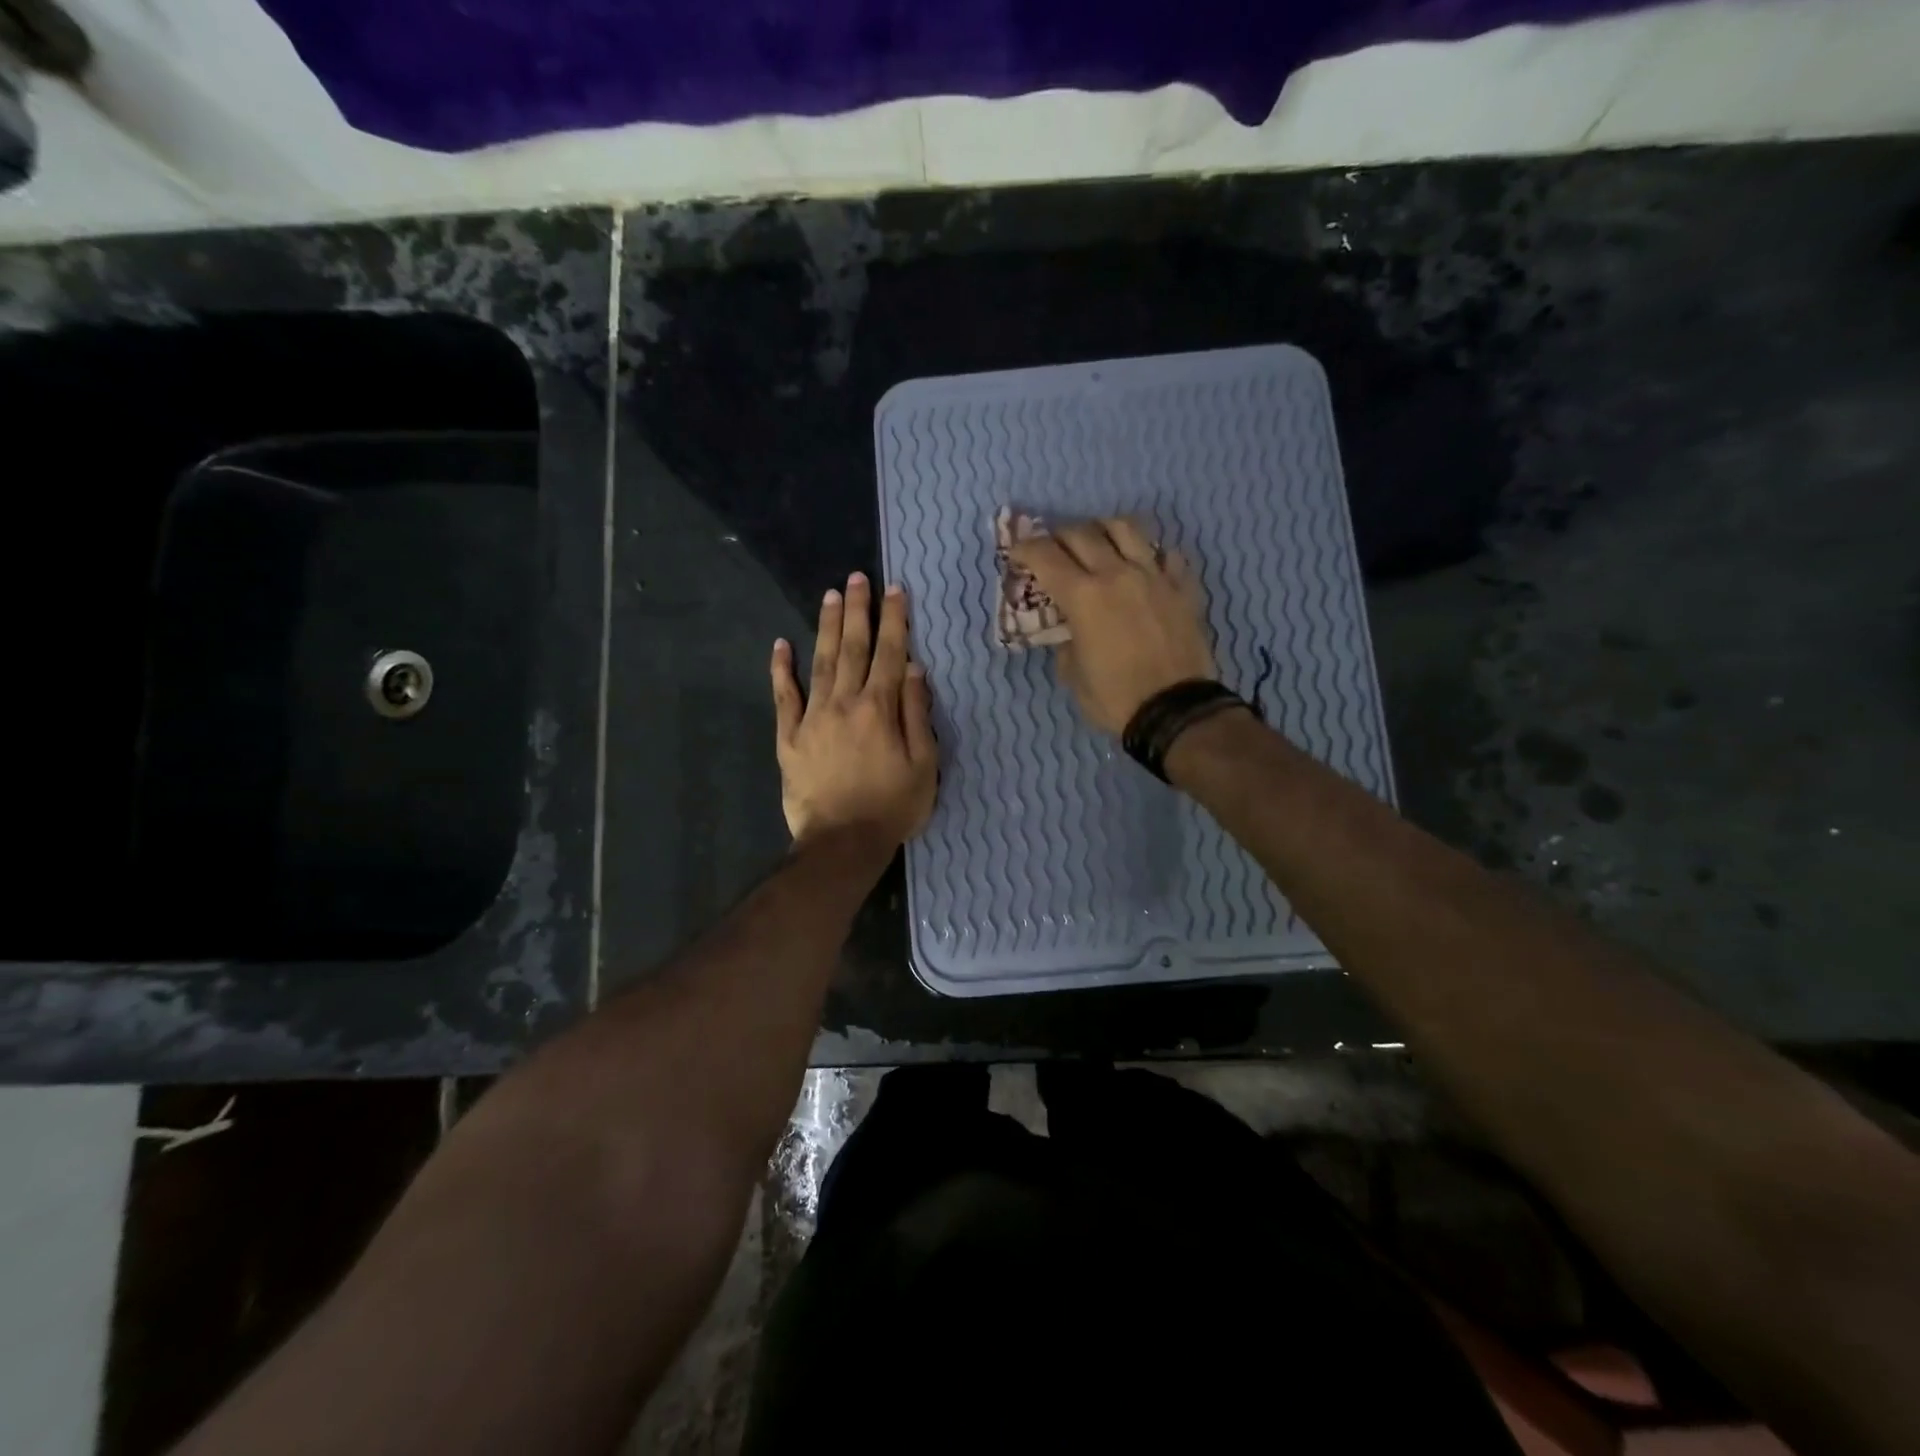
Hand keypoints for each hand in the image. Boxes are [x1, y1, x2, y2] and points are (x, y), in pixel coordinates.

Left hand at [771, 573, 937, 851]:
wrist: (841, 843)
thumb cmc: (892, 807)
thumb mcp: (924, 765)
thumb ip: (917, 714)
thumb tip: (913, 669)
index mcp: (880, 709)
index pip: (890, 654)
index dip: (894, 620)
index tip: (895, 590)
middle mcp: (845, 703)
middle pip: (853, 648)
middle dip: (857, 610)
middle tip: (857, 578)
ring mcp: (812, 718)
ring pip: (821, 662)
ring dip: (827, 628)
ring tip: (829, 596)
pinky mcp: (789, 737)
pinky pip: (784, 697)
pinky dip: (781, 670)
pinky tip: (781, 644)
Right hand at [1009, 517, 1213, 734]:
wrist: (1175, 711)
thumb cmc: (1114, 698)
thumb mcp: (1072, 675)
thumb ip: (1066, 641)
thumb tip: (1072, 629)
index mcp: (1083, 596)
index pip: (1045, 555)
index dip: (1025, 548)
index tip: (1017, 553)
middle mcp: (1117, 574)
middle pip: (1082, 533)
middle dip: (1059, 536)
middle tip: (1053, 550)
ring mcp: (1154, 576)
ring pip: (1126, 528)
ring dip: (1103, 529)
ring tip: (1098, 541)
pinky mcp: (1183, 587)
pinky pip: (1167, 554)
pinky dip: (1149, 554)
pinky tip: (1144, 566)